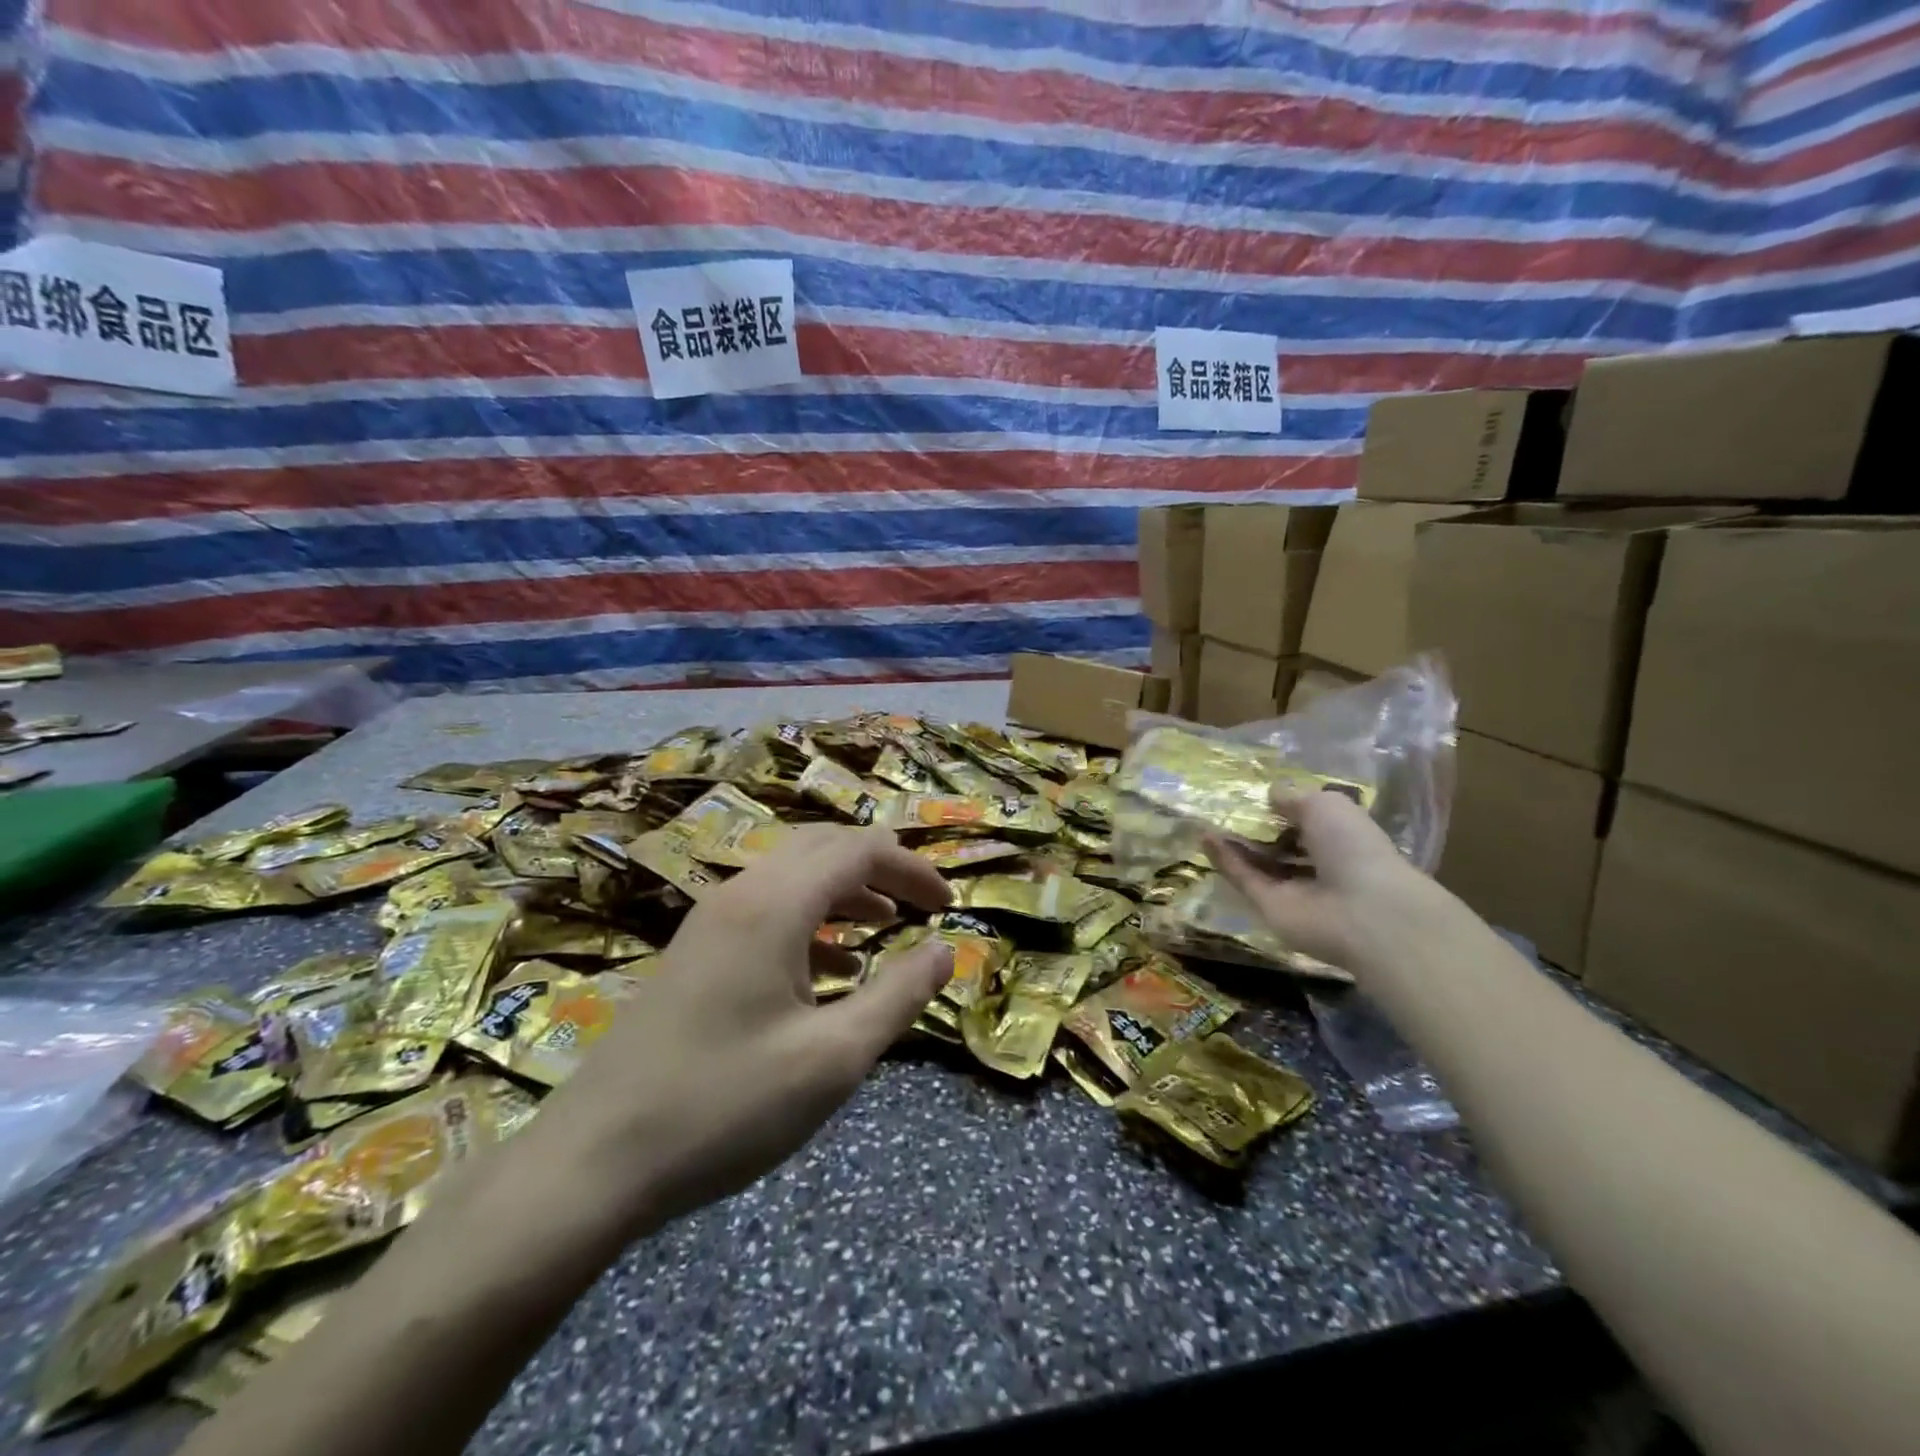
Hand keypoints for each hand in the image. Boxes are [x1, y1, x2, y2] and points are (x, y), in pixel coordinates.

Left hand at [538, 825, 953, 1233]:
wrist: (592, 1162)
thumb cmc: (725, 1106)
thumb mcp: (833, 1058)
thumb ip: (898, 995)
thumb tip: (945, 949)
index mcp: (775, 904)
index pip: (860, 850)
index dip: (912, 869)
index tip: (948, 907)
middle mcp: (741, 893)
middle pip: (824, 848)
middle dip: (880, 869)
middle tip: (921, 906)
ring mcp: (710, 921)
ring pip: (792, 876)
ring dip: (844, 891)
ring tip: (883, 928)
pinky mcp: (694, 952)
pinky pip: (765, 909)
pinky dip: (809, 921)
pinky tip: (828, 971)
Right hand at [1207, 788, 1456, 975]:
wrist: (1362, 910)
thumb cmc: (1352, 846)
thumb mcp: (1325, 805)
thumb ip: (1294, 797)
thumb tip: (1271, 793)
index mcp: (1340, 838)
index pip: (1308, 822)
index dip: (1284, 808)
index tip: (1257, 795)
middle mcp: (1317, 864)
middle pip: (1280, 844)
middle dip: (1255, 828)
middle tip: (1225, 807)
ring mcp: (1293, 888)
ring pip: (1258, 863)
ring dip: (1234, 843)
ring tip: (1206, 819)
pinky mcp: (1269, 906)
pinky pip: (1244, 879)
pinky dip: (1225, 860)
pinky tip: (1206, 837)